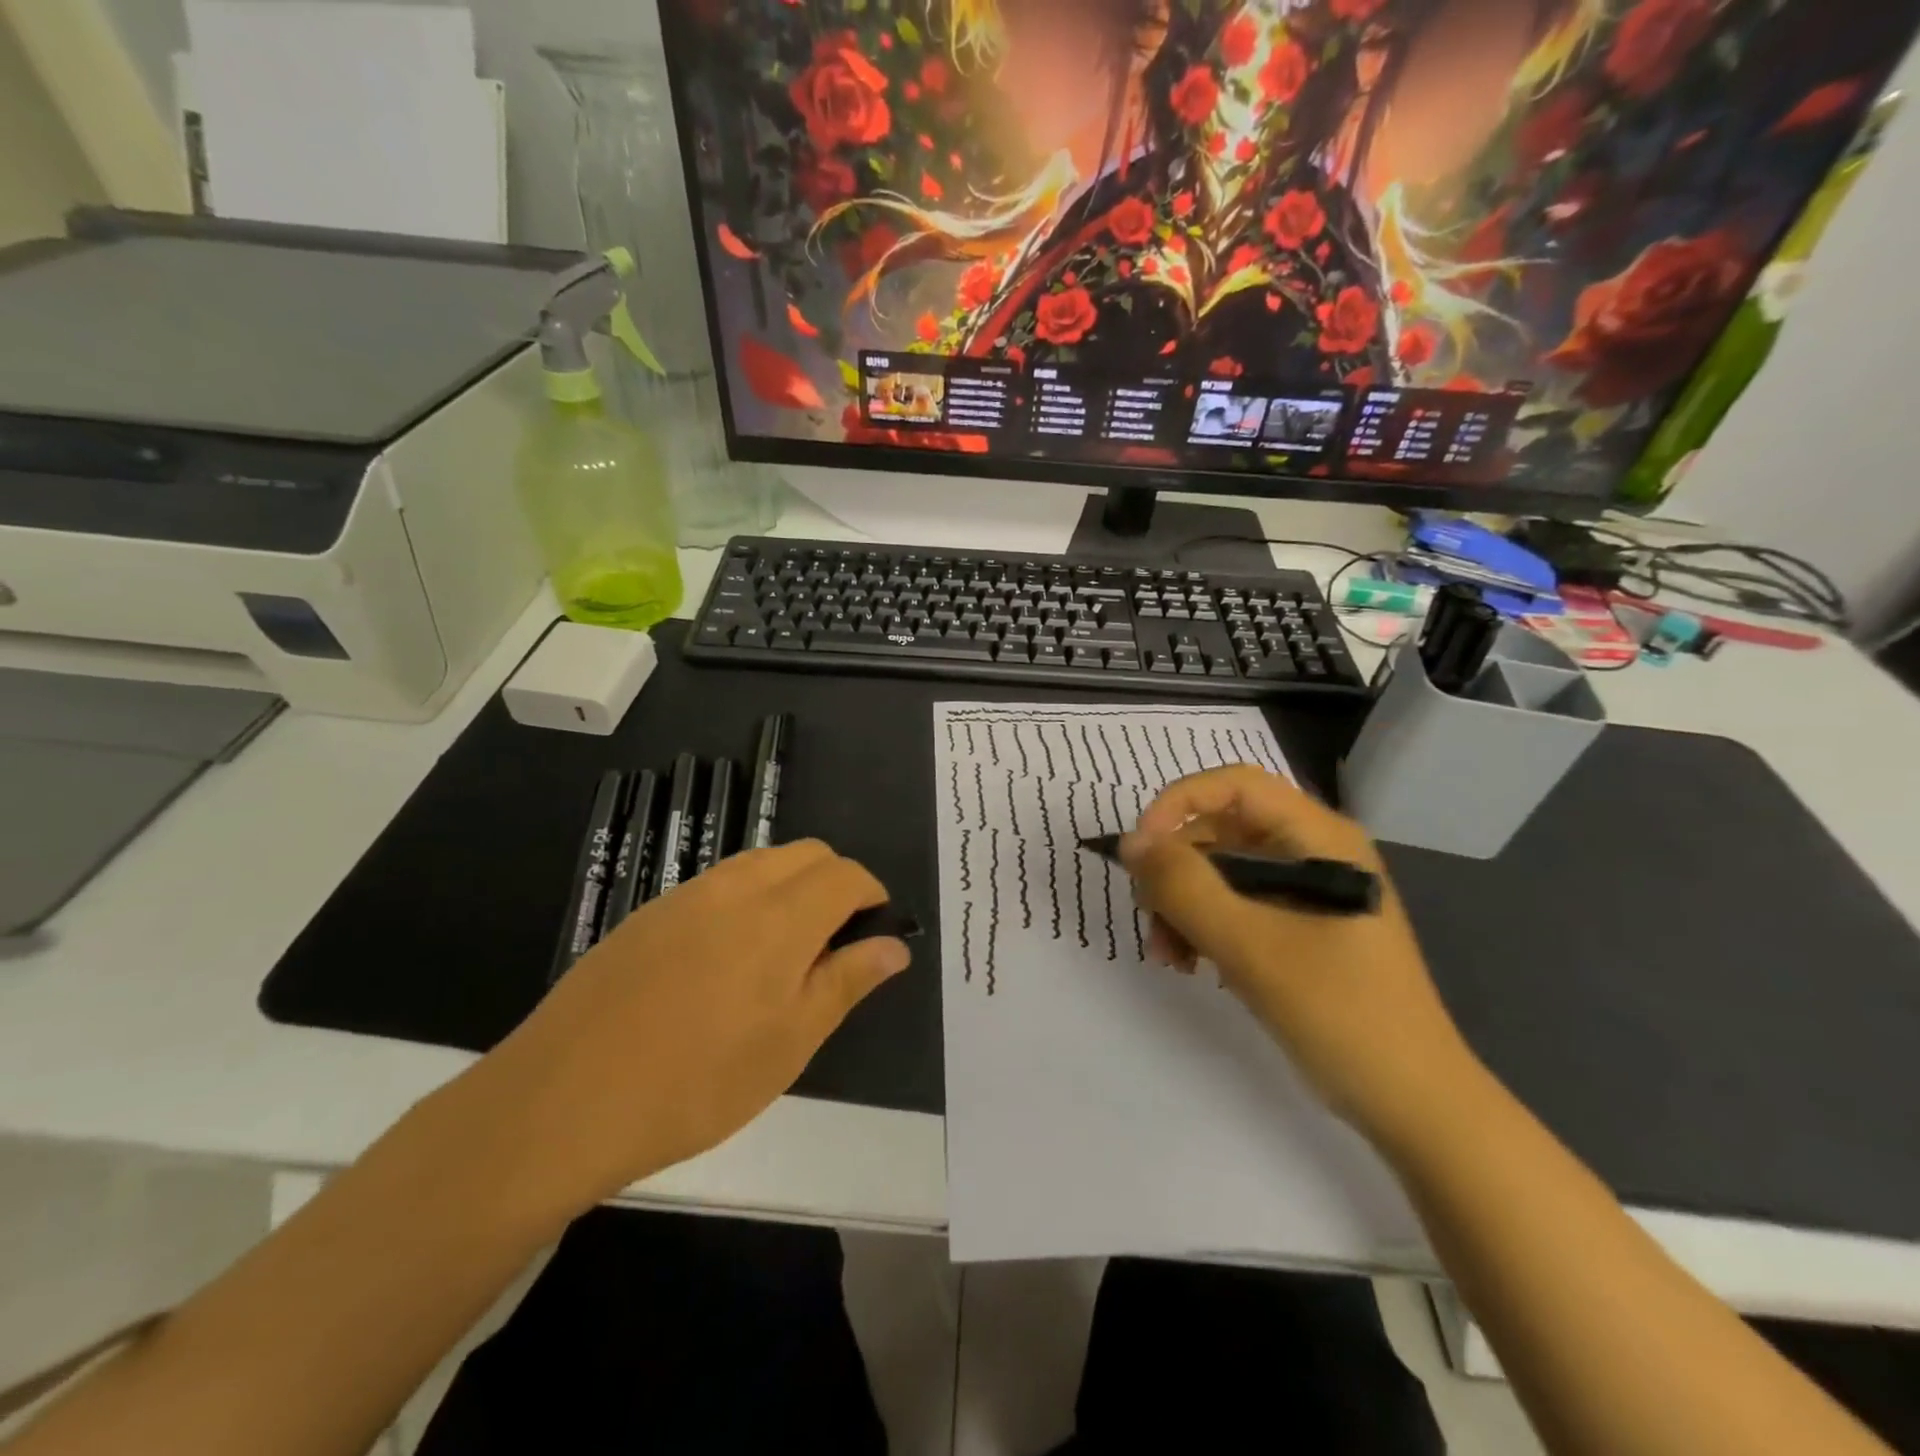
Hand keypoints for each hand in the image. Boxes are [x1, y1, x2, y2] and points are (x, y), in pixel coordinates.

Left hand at [458, 841, 910, 1227]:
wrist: (561, 1101)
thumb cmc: (695, 1083)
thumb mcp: (789, 1044)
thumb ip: (846, 982)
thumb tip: (894, 944)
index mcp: (781, 917)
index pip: (847, 875)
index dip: (872, 895)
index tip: (874, 934)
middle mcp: (737, 887)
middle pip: (808, 854)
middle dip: (836, 883)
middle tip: (834, 946)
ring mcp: (687, 895)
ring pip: (762, 862)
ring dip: (792, 886)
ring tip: (783, 954)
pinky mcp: (650, 912)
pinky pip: (718, 883)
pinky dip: (748, 898)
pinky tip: (726, 960)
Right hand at [1121, 766, 1478, 1152]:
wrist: (1414, 1105)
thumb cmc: (1342, 1015)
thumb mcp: (1251, 946)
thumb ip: (1185, 887)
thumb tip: (1131, 842)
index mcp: (1321, 839)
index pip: (1236, 785)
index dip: (1179, 804)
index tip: (1140, 851)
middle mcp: (1315, 852)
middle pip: (1223, 829)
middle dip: (1177, 870)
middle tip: (1148, 916)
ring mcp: (1309, 891)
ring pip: (1222, 871)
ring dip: (1183, 904)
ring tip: (1168, 955)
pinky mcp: (1300, 928)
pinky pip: (1236, 906)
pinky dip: (1204, 926)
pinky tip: (1191, 964)